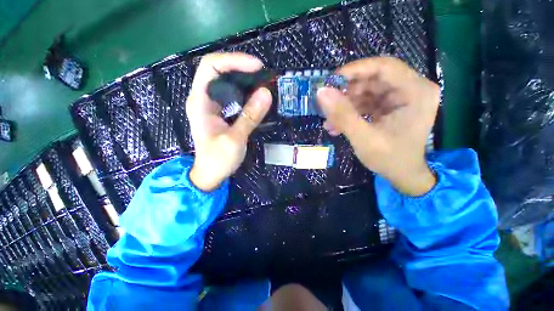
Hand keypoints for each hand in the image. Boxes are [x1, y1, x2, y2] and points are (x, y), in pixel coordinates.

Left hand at [187, 53, 271, 191]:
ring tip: (263, 83)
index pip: (211, 66)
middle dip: (241, 67)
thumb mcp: (235, 139)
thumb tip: (266, 93)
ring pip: (226, 81)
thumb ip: (250, 116)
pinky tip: (256, 95)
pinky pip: (232, 93)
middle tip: (263, 75)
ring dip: (244, 78)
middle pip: (219, 70)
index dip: (234, 60)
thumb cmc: (218, 160)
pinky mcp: (220, 111)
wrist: (210, 174)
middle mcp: (203, 98)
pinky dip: (245, 90)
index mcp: (200, 101)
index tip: (257, 67)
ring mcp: (211, 104)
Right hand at [317, 57, 439, 195]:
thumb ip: (343, 115)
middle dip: (347, 92)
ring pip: (366, 91)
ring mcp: (401, 98)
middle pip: (373, 79)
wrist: (403, 175)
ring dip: (345, 105)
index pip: (385, 67)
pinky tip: (337, 125)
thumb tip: (321, 92)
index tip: (331, 80)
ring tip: (330, 121)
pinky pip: (366, 102)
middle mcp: (412, 89)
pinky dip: (350, 112)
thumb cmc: (390, 159)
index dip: (356, 70)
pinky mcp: (390, 107)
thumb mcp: (364, 138)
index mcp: (416, 92)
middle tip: (328, 104)